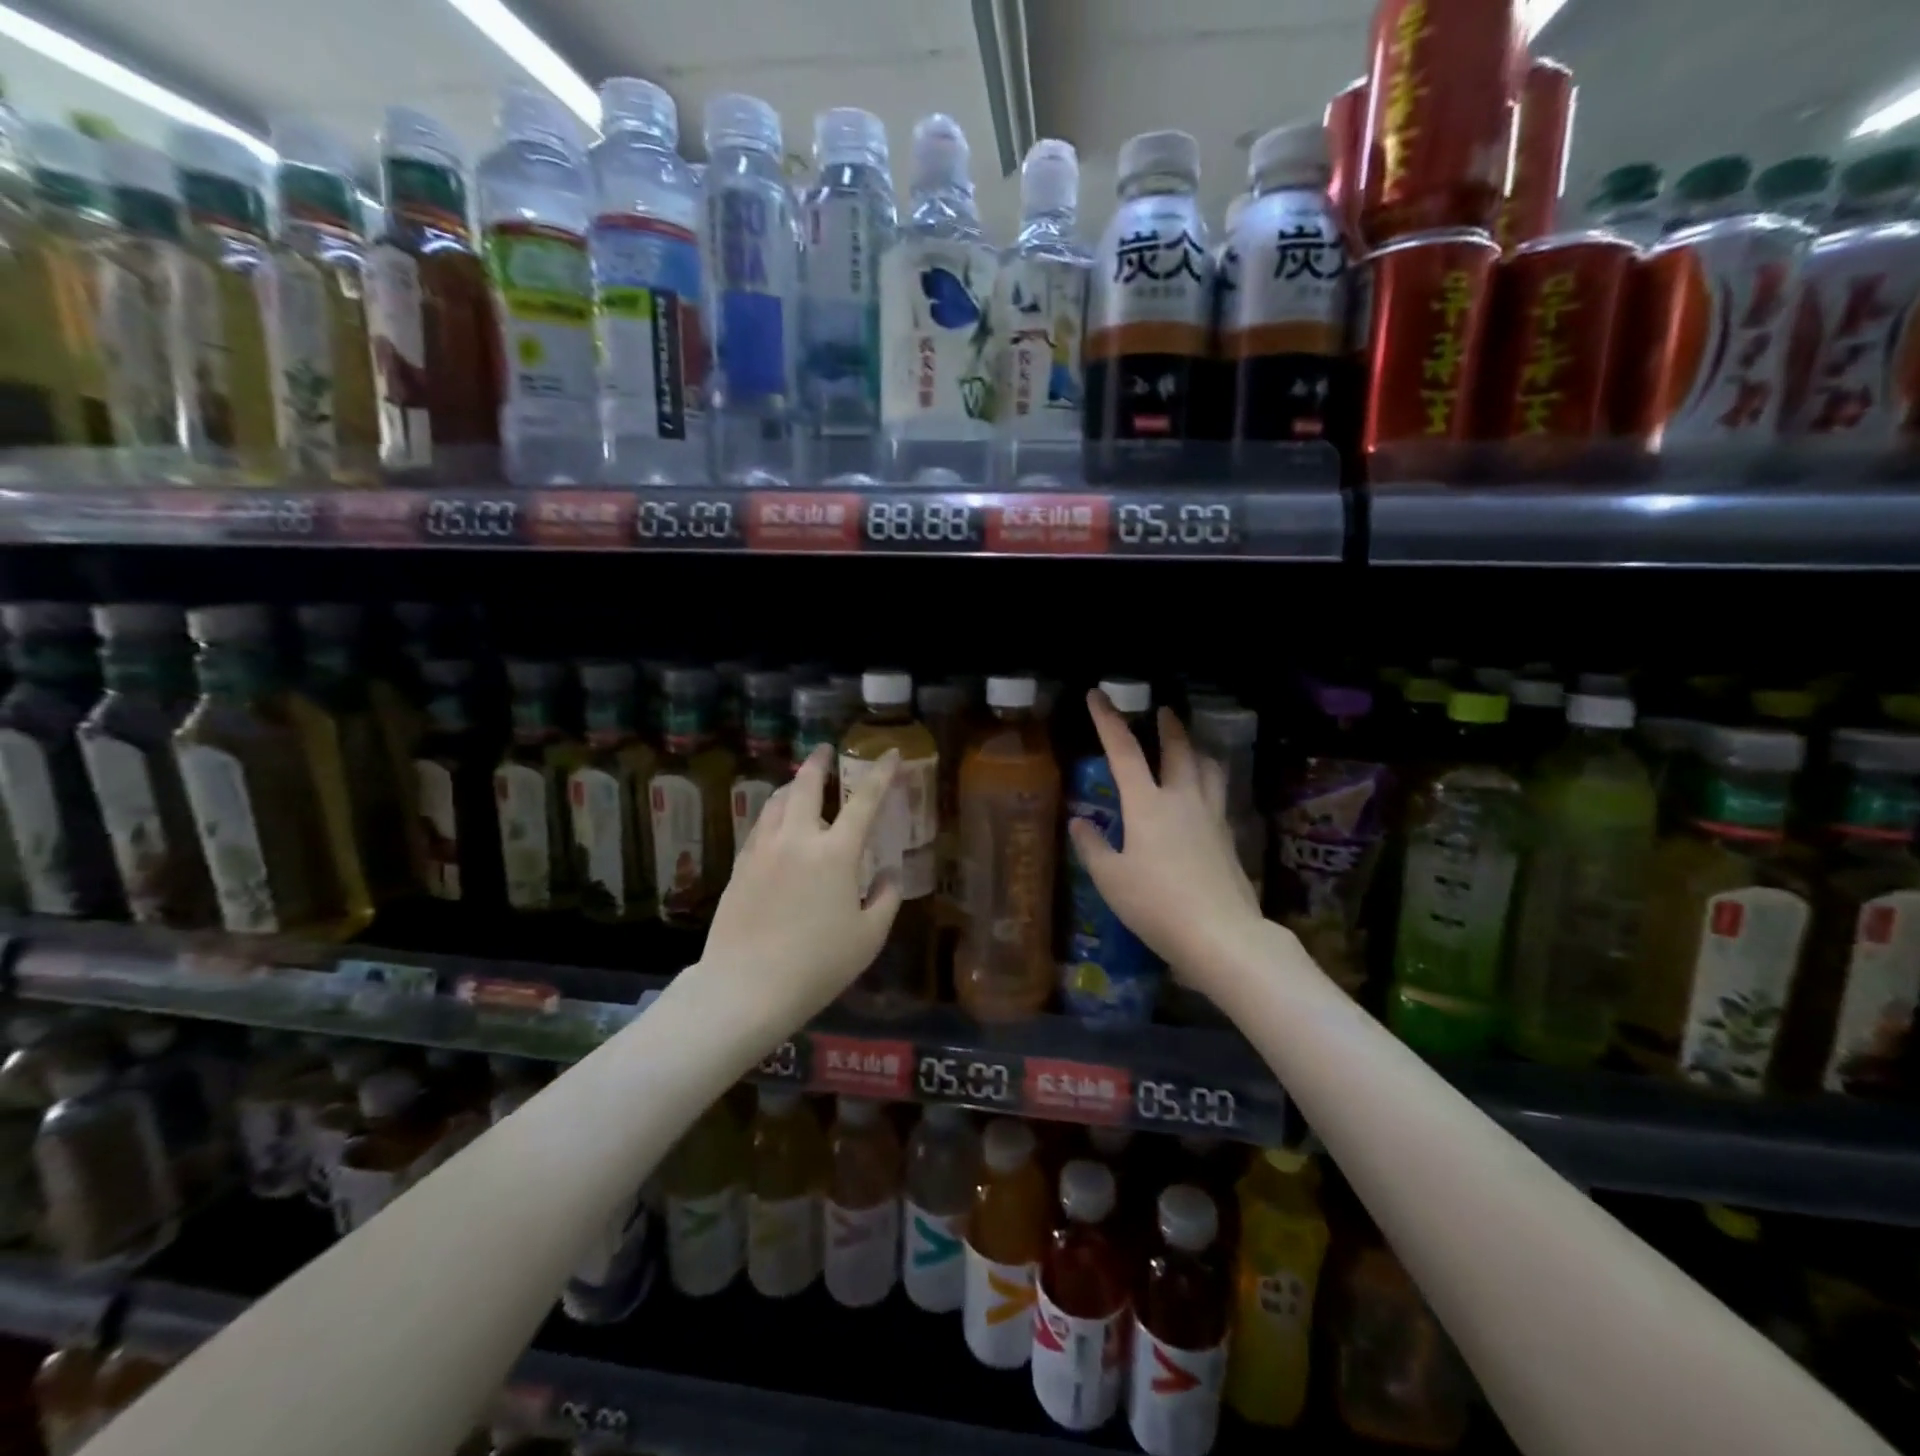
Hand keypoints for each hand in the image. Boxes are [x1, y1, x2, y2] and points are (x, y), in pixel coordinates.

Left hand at [698, 745, 903, 1024]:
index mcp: (836, 853)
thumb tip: (890, 873)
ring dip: (793, 785)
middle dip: (818, 762)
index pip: (864, 801)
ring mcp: (763, 850)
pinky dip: (774, 814)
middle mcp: (797, 839)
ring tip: (801, 783)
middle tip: (824, 750)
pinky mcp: (740, 866)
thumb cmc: (817, 965)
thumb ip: (886, 898)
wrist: (745, 988)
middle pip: (806, 785)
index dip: (880, 774)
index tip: (888, 753)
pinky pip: (760, 826)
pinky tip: (777, 824)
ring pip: (777, 801)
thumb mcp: (868, 937)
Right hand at [1067, 691, 1265, 984]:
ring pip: (1208, 768)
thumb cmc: (1156, 905)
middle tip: (1163, 710)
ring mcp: (1211, 816)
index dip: (1108, 720)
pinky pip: (1219, 795)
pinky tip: (1206, 795)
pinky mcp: (1229, 837)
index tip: (1097, 694)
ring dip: (1196, 749)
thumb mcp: (1111, 879)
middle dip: (1167, 726)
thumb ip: (1093, 846)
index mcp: (1147, 804)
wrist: (1220, 934)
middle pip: (1178, 750)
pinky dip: (1210, 782)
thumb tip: (1079, 822)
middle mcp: (1182, 800)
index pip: (1123, 751)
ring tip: (1191, 745)